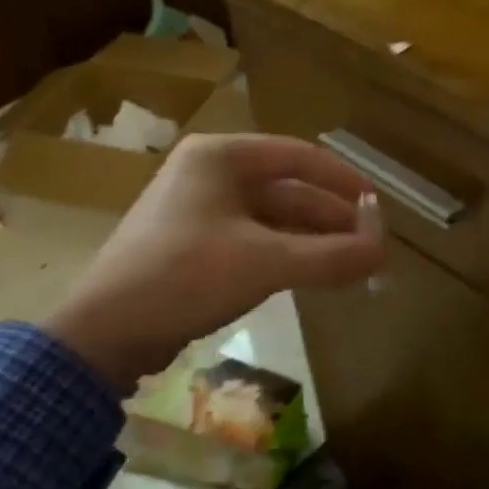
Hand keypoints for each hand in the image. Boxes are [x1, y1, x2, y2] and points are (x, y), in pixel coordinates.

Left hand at [43, 133, 385, 387]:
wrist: (104, 332)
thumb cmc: (185, 276)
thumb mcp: (265, 263)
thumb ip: (330, 256)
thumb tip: (384, 253)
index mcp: (222, 156)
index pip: (300, 156)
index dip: (344, 181)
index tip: (379, 207)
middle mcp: (210, 173)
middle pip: (288, 188)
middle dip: (331, 216)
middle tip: (369, 244)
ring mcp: (199, 209)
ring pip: (272, 216)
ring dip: (311, 238)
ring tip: (350, 263)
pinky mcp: (193, 244)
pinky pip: (253, 239)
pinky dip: (285, 254)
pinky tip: (311, 274)